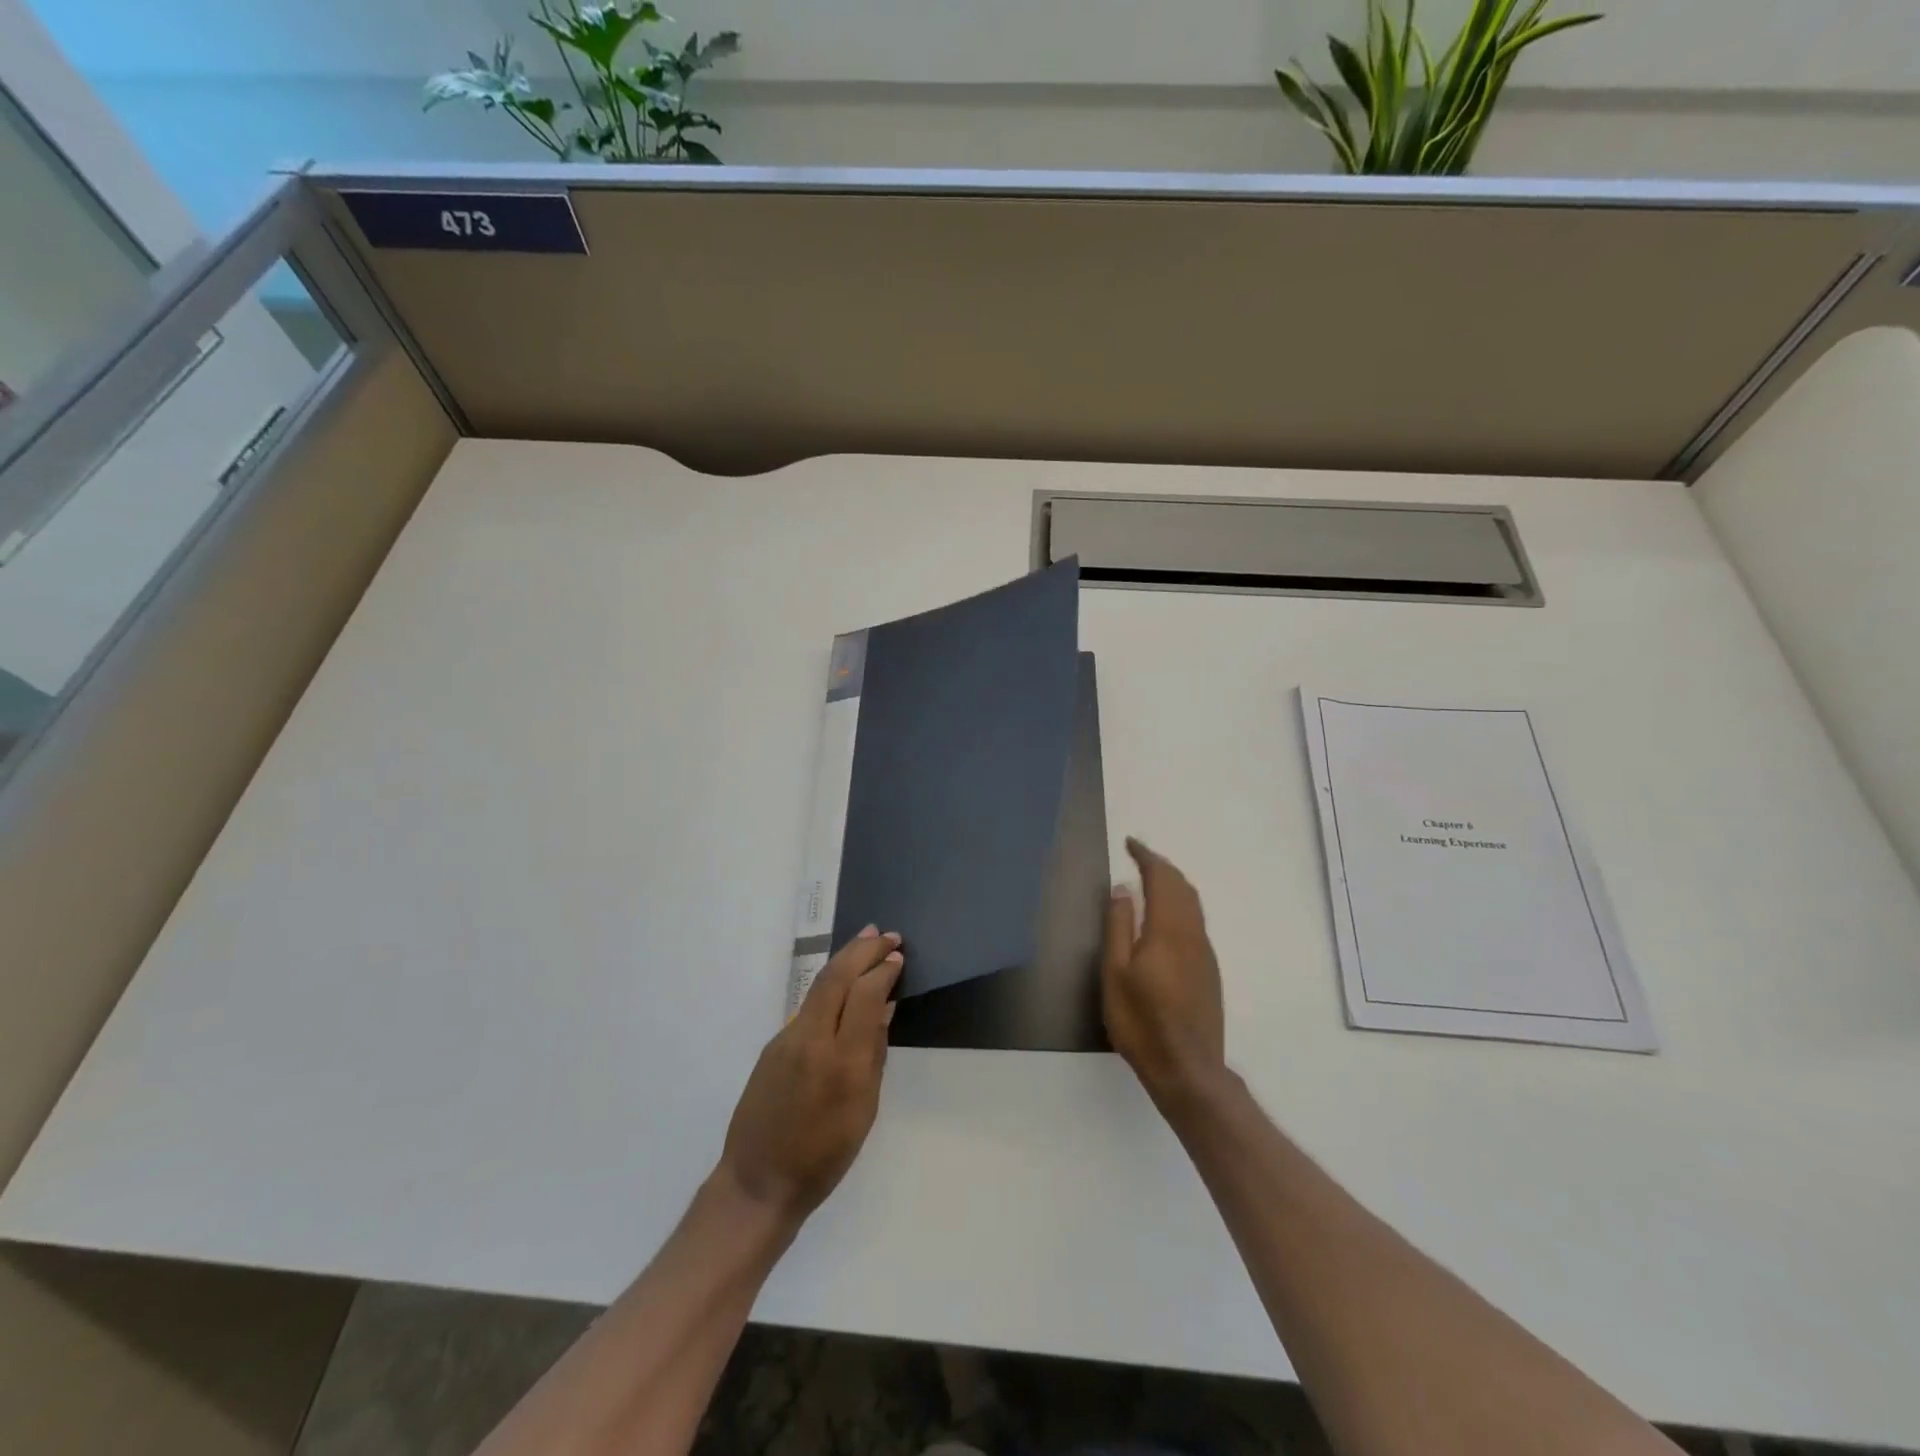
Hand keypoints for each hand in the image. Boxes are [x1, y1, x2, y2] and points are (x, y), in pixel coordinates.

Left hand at [717, 926, 902, 1223]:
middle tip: (887, 934)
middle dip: (863, 950)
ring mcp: (787, 1039)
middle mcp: (811, 1040)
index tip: (898, 956)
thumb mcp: (864, 1110)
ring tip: (867, 943)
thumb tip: (884, 1008)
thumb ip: (874, 1053)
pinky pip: (808, 1005)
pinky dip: (830, 985)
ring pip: (819, 985)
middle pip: (837, 977)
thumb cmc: (824, 1156)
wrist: (759, 1182)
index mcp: (842, 1062)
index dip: (883, 971)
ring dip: (845, 960)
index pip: (865, 996)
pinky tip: (842, 984)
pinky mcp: (773, 1045)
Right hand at [1102, 838, 1225, 1104]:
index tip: (1130, 844)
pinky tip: (1165, 918)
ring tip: (1151, 880)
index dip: (1147, 857)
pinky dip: (1180, 905)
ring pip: (1193, 905)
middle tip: (1139, 857)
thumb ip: (1119, 926)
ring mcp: (1205, 954)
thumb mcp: (1115, 973)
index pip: (1162, 879)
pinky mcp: (1209, 971)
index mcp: (1169, 930)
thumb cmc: (1141, 1021)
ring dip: (1173, 885)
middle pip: (1183, 888)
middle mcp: (1193, 935)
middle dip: (1162, 867)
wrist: (1188, 1069)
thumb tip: (1123, 888)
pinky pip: (1196, 922)